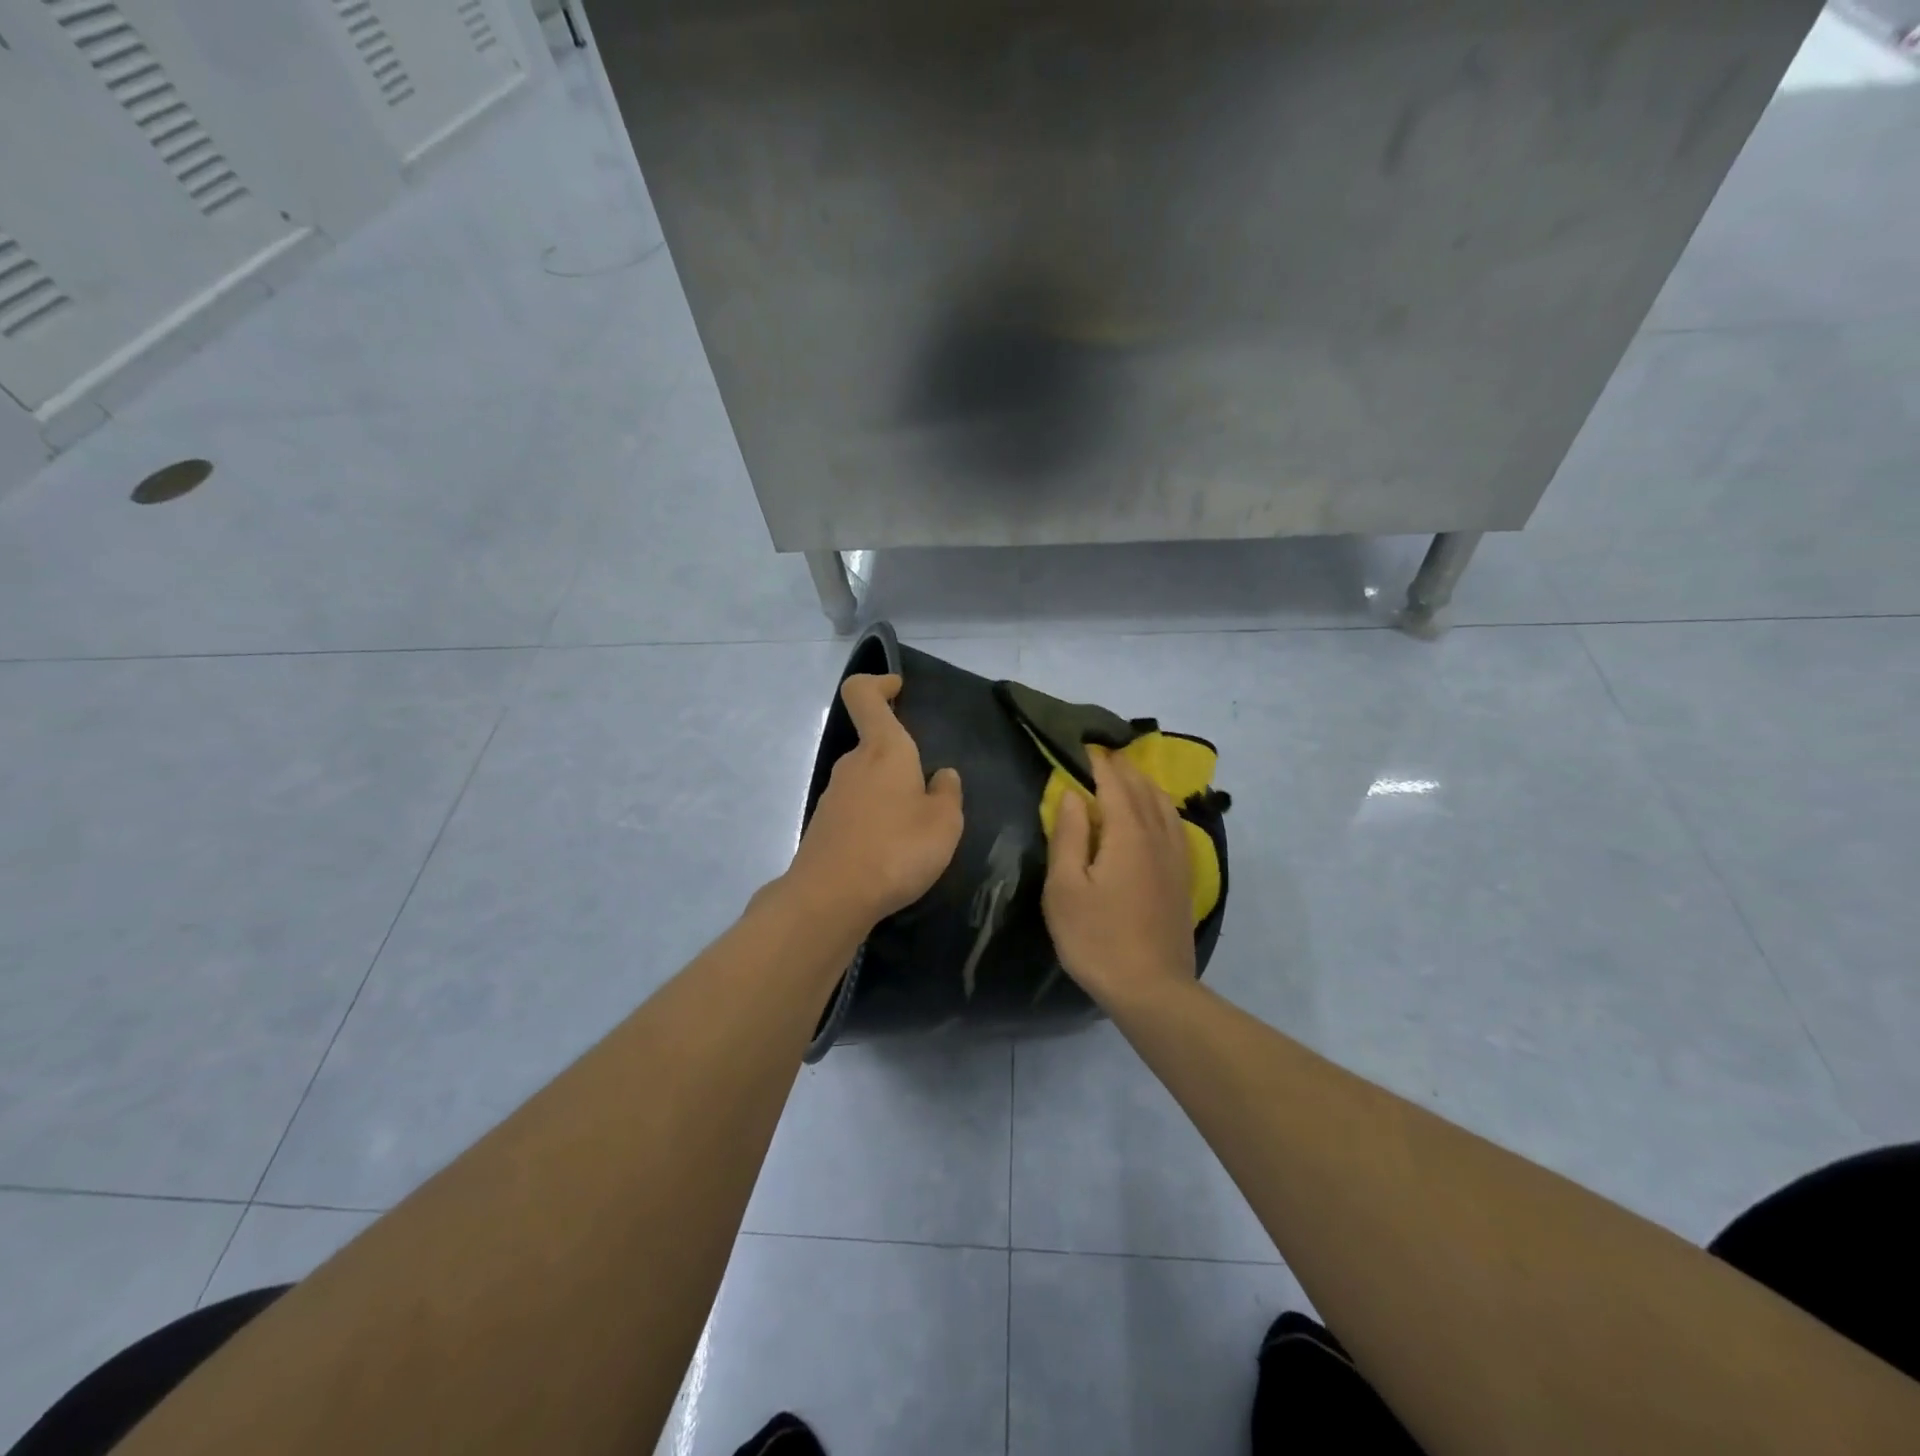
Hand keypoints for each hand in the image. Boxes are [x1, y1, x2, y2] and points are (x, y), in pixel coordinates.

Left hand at [784, 674, 963, 931]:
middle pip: (873, 744)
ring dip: (890, 794)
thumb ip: (947, 794)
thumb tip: (943, 776)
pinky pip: (856, 809)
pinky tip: (891, 851)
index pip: (864, 694)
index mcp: (883, 750)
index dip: (878, 683)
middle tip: (930, 791)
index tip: (898, 689)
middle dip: (901, 759)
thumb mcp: (944, 823)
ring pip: (866, 780)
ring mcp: (833, 795)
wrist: (831, 898)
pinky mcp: (824, 826)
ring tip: (916, 830)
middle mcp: (853, 764)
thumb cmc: (896, 849)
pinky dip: (875, 819)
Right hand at [1043, 750, 1197, 1009]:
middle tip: (1101, 755)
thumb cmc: (1097, 938)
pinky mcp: (1184, 876)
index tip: (1082, 745)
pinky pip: (1175, 825)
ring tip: (1126, 776)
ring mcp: (1176, 856)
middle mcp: (1157, 835)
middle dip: (1121, 767)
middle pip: (1141, 788)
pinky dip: (1161, 807)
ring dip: (1143, 783)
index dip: (1097, 762)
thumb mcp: (1065, 888)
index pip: (1113, 783)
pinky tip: (1155, 814)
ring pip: (1163, 804)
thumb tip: (1070, 794)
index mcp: (1127, 833)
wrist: (1151, 988)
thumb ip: (1069, 835)